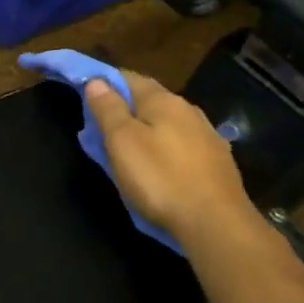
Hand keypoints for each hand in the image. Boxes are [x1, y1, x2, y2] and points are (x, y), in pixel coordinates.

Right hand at [83, 71, 266, 246]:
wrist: (217, 224)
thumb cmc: (161, 179)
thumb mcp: (123, 142)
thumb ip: (109, 109)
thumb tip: (97, 81)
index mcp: (163, 100)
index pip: (128, 77)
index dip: (105, 82)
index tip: (85, 92)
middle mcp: (188, 110)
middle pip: (150, 100)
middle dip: (125, 108)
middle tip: (101, 126)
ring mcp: (207, 136)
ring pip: (168, 123)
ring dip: (146, 129)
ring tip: (128, 148)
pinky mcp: (218, 163)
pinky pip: (182, 145)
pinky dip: (164, 148)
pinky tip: (160, 165)